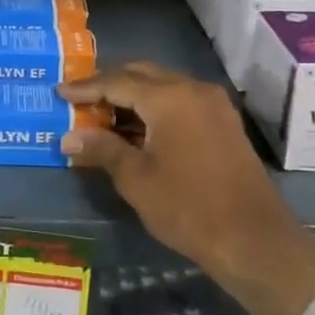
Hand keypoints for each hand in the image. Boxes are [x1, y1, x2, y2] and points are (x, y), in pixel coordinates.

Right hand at [57, 62, 314, 314]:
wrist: (255, 241)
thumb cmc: (189, 208)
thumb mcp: (136, 180)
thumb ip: (102, 149)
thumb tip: (68, 138)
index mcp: (169, 98)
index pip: (116, 81)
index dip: (85, 88)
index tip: (59, 92)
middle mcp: (193, 89)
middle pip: (141, 74)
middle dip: (108, 84)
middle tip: (80, 99)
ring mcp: (213, 104)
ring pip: (162, 85)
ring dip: (132, 95)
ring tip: (102, 115)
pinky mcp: (223, 122)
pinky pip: (180, 100)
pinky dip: (154, 107)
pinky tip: (136, 128)